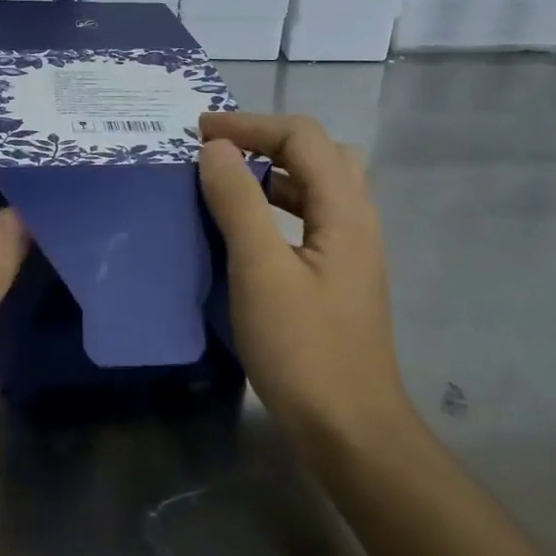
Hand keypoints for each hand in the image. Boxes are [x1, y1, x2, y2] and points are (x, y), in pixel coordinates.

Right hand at [196, 113, 412, 452]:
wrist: (348, 430)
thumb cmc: (303, 349)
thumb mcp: (261, 270)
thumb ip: (239, 202)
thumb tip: (215, 149)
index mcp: (346, 211)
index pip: (302, 137)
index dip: (250, 125)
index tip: (198, 133)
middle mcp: (357, 221)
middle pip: (320, 154)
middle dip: (268, 141)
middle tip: (220, 153)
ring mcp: (351, 252)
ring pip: (317, 187)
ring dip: (274, 173)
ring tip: (227, 183)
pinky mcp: (338, 278)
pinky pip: (309, 219)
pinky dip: (278, 207)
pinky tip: (248, 232)